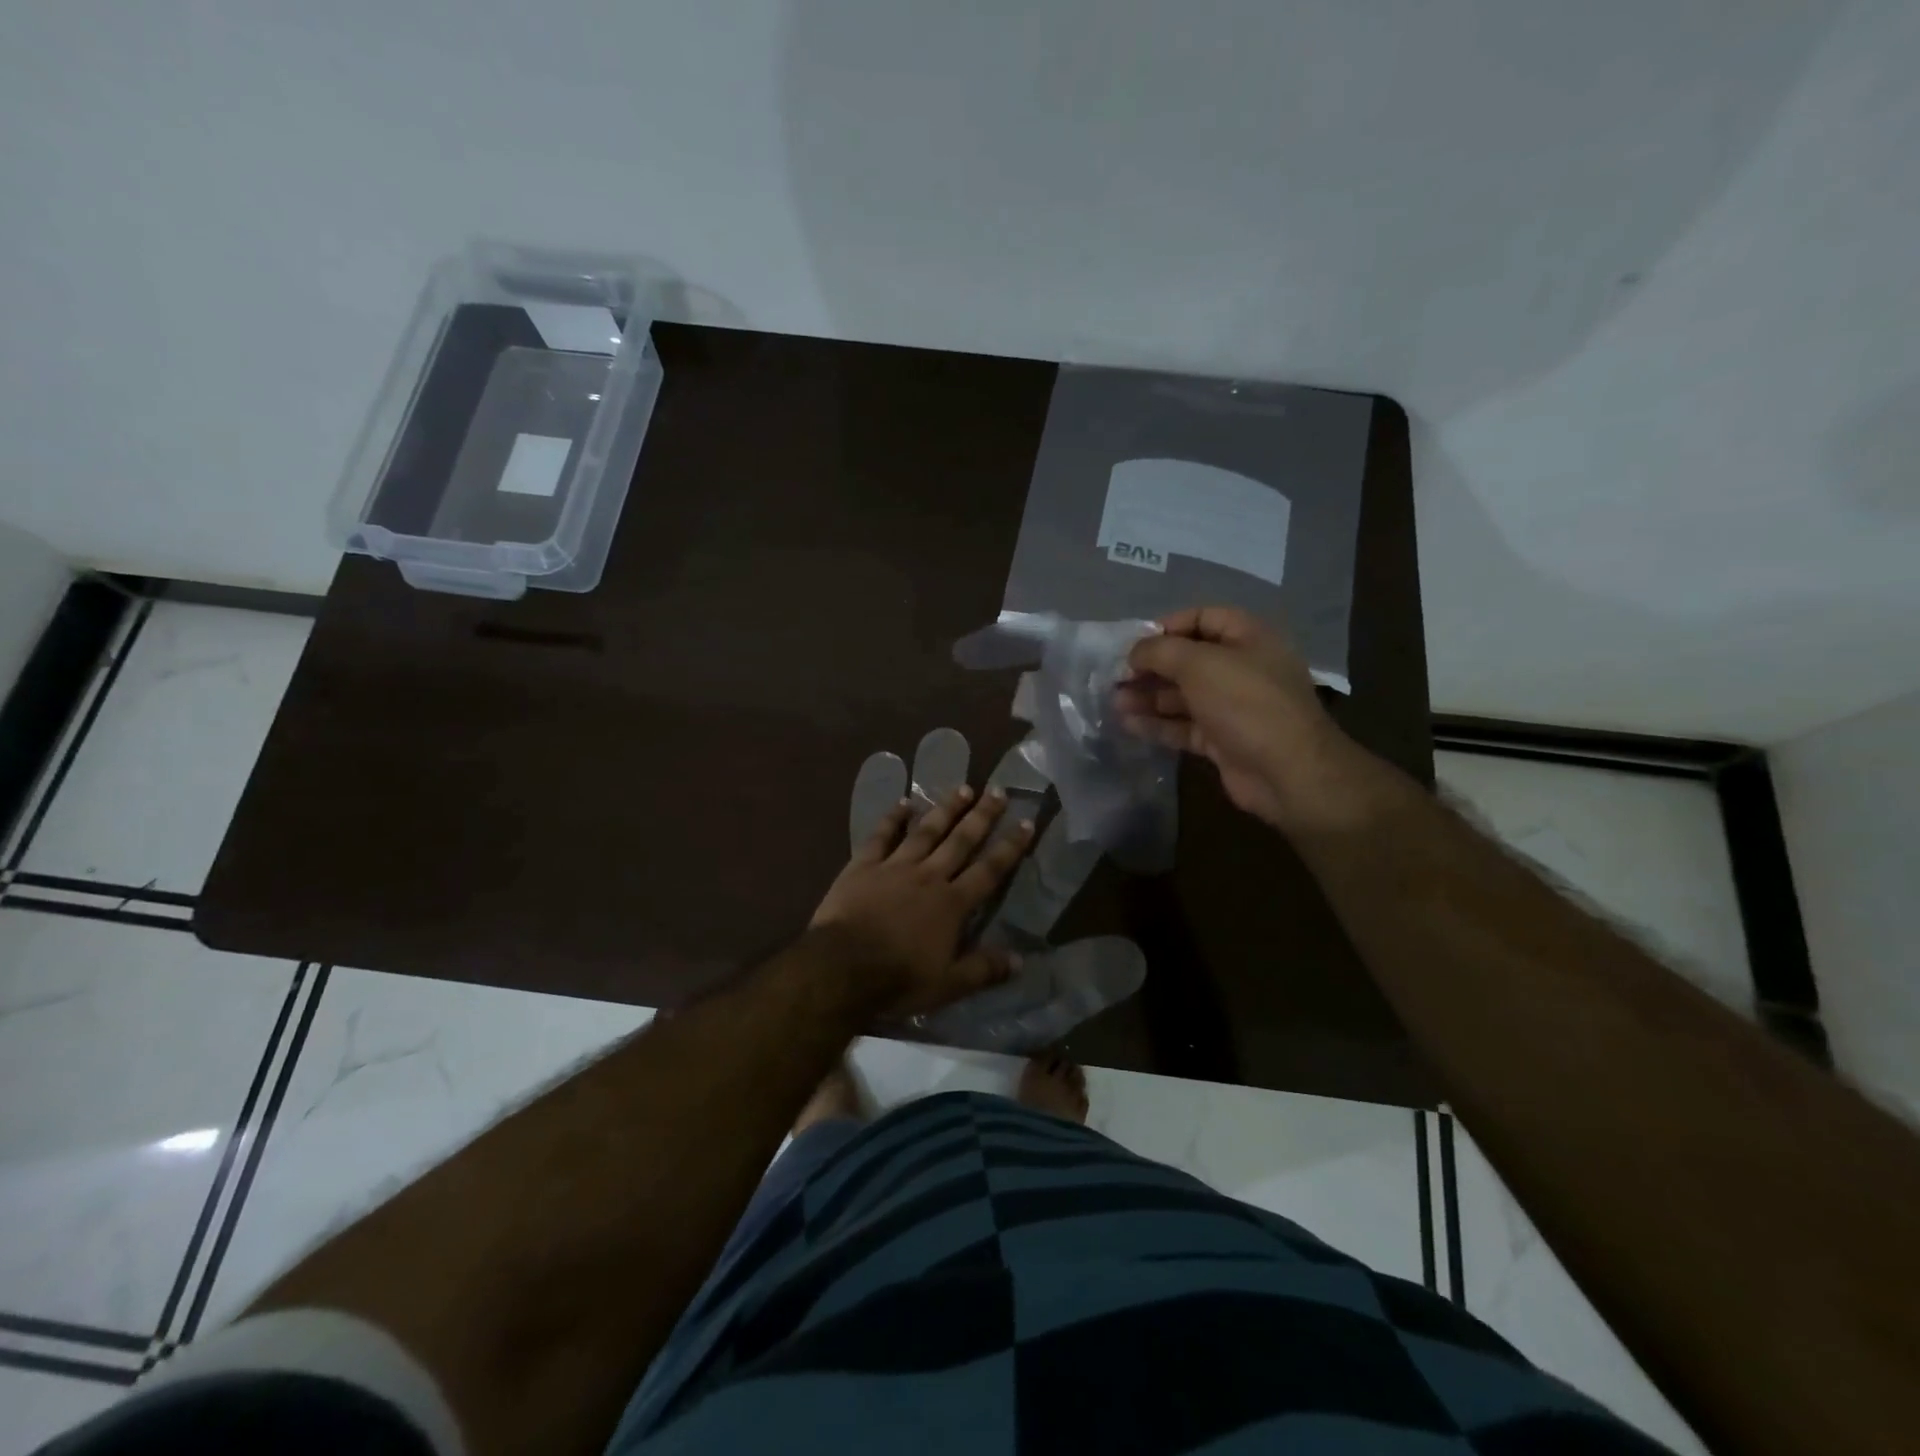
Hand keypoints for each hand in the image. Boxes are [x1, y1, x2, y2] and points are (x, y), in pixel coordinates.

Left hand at [812, 786, 1034, 1017]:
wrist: (840, 968)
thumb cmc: (897, 979)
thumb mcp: (947, 985)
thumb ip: (984, 969)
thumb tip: (1021, 960)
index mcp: (952, 904)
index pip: (989, 871)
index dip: (1010, 847)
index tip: (1026, 822)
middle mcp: (928, 877)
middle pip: (960, 841)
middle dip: (982, 816)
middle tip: (998, 791)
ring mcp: (894, 867)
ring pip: (926, 831)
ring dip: (945, 809)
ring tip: (962, 787)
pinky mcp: (863, 866)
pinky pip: (881, 836)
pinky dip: (893, 818)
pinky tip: (903, 802)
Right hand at [1118, 606, 1375, 835]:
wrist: (1287, 771)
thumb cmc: (1245, 703)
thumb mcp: (1199, 664)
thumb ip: (1160, 651)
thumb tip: (1134, 653)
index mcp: (1248, 638)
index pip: (1203, 618)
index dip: (1167, 626)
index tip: (1134, 643)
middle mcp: (1242, 668)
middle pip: (1188, 659)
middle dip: (1151, 666)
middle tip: (1116, 676)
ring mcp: (1232, 707)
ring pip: (1183, 695)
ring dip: (1149, 696)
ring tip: (1115, 702)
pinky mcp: (1222, 740)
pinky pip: (1184, 726)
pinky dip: (1157, 724)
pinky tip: (1128, 724)